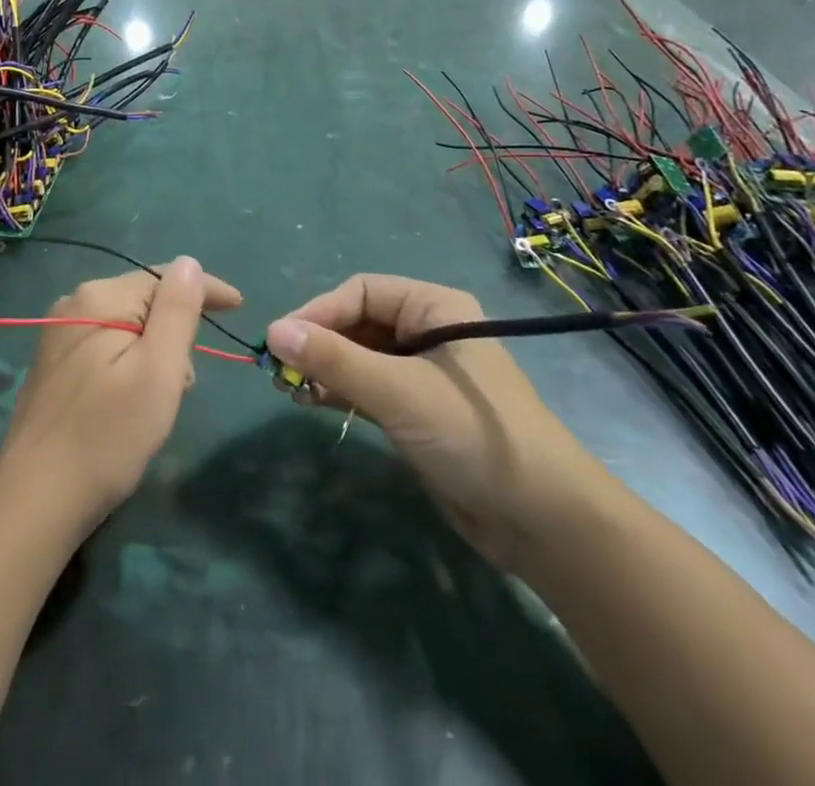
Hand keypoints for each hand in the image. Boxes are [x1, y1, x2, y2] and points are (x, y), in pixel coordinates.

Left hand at [0, 258, 242, 536]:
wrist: (36, 500)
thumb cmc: (108, 435)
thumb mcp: (157, 371)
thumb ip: (177, 311)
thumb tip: (189, 263)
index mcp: (99, 298)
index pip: (163, 277)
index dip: (205, 289)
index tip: (239, 307)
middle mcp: (74, 304)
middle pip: (145, 301)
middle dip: (175, 332)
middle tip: (184, 383)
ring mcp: (58, 335)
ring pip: (127, 326)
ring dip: (154, 353)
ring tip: (158, 401)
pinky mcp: (53, 364)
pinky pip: (107, 346)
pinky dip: (130, 364)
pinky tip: (131, 402)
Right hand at [265, 274, 607, 568]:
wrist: (542, 522)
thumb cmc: (472, 435)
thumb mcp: (399, 391)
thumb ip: (335, 360)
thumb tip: (272, 331)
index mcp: (435, 308)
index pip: (362, 292)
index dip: (319, 311)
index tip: (280, 340)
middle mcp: (428, 332)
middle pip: (359, 323)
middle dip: (319, 343)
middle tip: (279, 371)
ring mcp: (423, 373)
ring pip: (360, 357)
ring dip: (325, 369)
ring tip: (288, 390)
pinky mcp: (418, 411)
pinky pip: (368, 387)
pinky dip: (340, 391)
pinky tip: (312, 402)